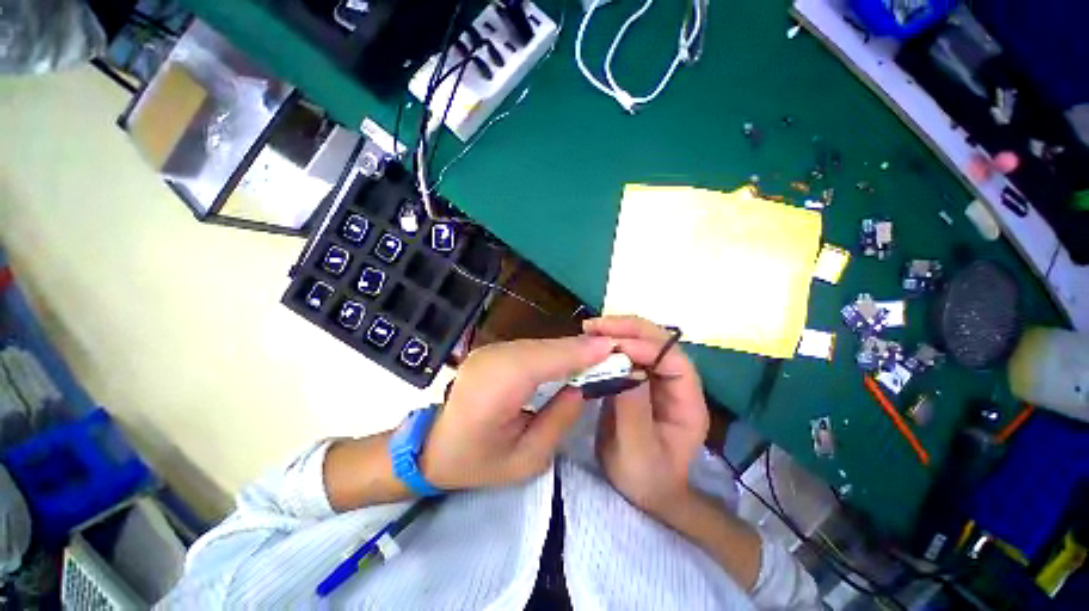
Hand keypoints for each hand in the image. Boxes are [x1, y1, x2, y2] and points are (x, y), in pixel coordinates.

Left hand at [421, 335, 615, 490]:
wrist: (432, 446)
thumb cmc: (477, 462)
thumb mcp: (526, 459)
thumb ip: (559, 421)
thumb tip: (581, 388)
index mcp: (495, 389)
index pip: (544, 361)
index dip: (579, 352)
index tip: (612, 348)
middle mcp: (491, 361)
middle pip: (544, 348)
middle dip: (580, 348)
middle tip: (614, 351)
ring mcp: (489, 351)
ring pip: (539, 344)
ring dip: (569, 349)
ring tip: (598, 355)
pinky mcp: (492, 350)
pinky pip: (531, 347)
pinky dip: (554, 351)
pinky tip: (570, 357)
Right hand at [585, 316, 708, 517]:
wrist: (642, 491)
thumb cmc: (646, 478)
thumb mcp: (638, 450)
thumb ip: (633, 409)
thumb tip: (625, 366)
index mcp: (687, 402)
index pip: (674, 362)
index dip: (646, 347)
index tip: (613, 345)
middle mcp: (676, 384)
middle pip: (659, 343)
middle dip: (629, 330)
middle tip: (594, 327)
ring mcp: (656, 379)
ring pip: (642, 343)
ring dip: (617, 332)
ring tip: (589, 330)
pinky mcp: (637, 380)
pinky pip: (626, 354)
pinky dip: (609, 345)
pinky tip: (591, 343)